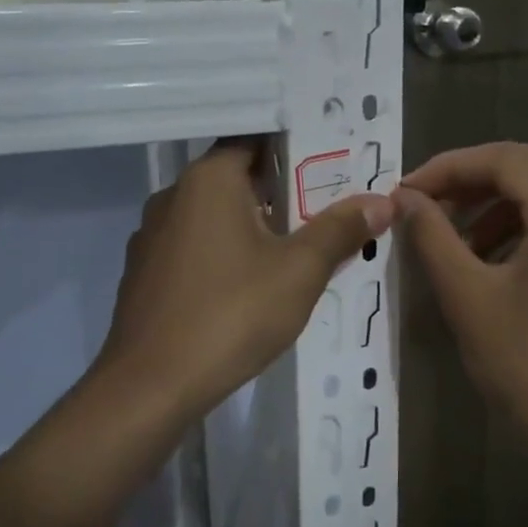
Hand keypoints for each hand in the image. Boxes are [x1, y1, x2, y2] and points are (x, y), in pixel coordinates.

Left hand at [97, 139, 392, 421]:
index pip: (256, 139)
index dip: (296, 148)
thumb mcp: (300, 271)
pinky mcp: (144, 272)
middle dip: (281, 193)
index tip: (331, 164)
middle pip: (236, 178)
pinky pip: (193, 247)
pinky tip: (246, 287)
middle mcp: (174, 196)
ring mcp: (152, 235)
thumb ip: (341, 230)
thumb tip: (383, 201)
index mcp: (209, 180)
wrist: (150, 387)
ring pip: (213, 216)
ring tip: (295, 249)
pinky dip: (222, 253)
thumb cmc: (231, 314)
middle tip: (326, 209)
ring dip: (252, 226)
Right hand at [395, 142, 527, 473]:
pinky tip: (485, 260)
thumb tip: (404, 198)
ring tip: (447, 238)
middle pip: (525, 171)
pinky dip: (515, 229)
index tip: (405, 192)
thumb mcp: (468, 298)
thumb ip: (432, 237)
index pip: (505, 159)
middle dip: (466, 185)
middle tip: (419, 210)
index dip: (448, 166)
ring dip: (488, 208)